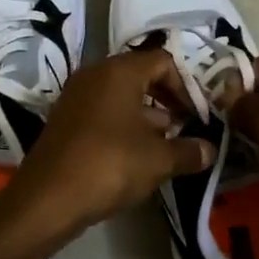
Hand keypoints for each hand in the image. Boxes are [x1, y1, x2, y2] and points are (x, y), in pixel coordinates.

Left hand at [7, 49, 213, 238]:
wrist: (48, 197)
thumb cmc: (110, 164)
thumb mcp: (158, 160)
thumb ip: (189, 151)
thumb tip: (210, 150)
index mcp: (119, 71)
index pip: (162, 61)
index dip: (185, 86)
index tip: (197, 115)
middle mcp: (95, 74)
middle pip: (140, 75)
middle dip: (166, 100)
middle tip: (185, 127)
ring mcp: (77, 95)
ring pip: (121, 95)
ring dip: (146, 116)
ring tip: (166, 146)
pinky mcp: (66, 119)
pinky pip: (103, 111)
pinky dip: (123, 125)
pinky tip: (136, 156)